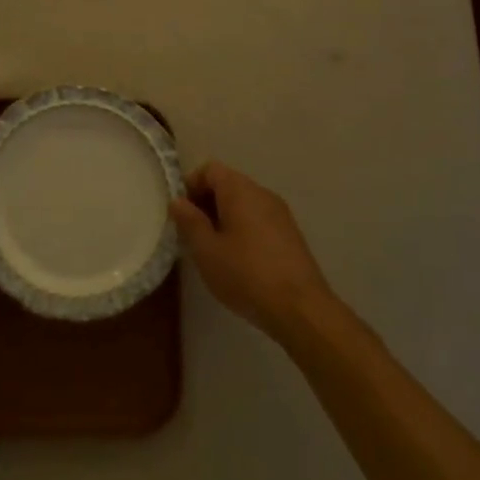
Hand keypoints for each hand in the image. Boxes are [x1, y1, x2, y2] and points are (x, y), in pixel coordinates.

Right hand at [170, 162, 334, 339]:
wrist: (301, 309)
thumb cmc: (246, 275)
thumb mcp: (206, 251)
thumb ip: (189, 221)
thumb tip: (178, 201)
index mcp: (239, 190)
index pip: (209, 169)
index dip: (190, 186)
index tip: (181, 214)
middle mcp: (262, 193)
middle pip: (227, 184)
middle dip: (206, 203)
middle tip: (193, 234)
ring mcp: (280, 214)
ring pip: (244, 203)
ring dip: (224, 218)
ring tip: (213, 249)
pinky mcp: (291, 235)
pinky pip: (259, 219)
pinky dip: (243, 229)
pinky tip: (239, 261)